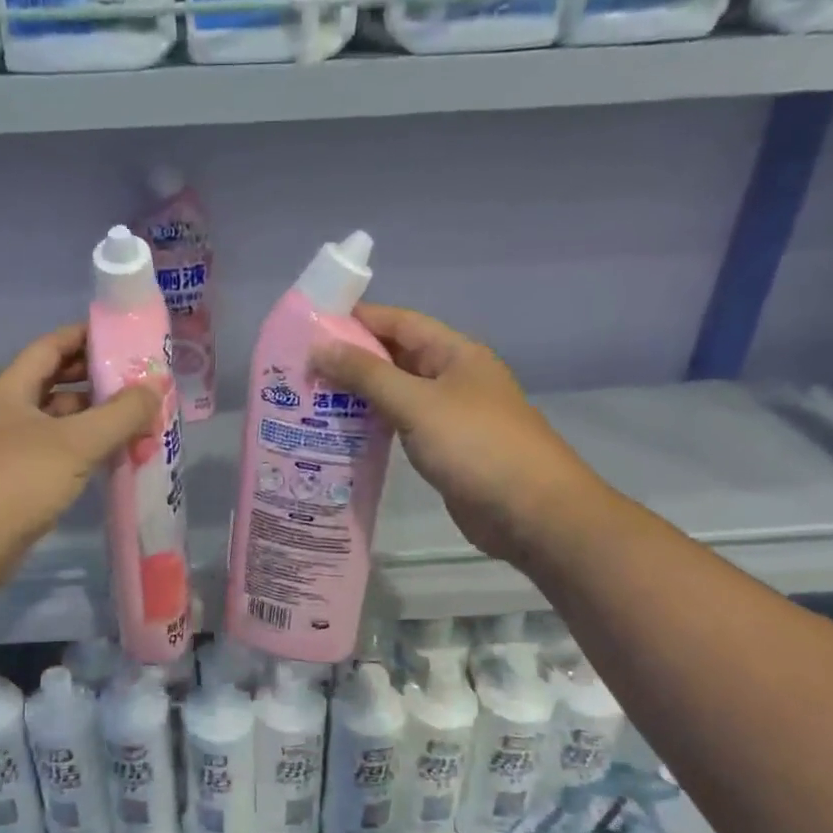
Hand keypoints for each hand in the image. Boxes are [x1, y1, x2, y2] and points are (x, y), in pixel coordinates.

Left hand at [0, 324, 158, 587]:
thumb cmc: (17, 480)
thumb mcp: (76, 443)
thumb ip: (120, 414)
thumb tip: (156, 386)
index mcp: (9, 390)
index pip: (50, 346)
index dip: (84, 336)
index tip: (123, 336)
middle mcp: (5, 413)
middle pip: (56, 384)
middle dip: (97, 382)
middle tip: (139, 383)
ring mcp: (7, 449)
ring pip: (58, 423)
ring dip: (95, 421)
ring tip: (138, 422)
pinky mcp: (14, 482)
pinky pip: (56, 454)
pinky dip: (84, 451)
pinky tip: (114, 458)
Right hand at [312, 304, 603, 564]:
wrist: (532, 513)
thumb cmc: (476, 446)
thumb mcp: (417, 403)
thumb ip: (366, 375)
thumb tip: (320, 346)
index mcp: (454, 353)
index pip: (399, 321)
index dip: (356, 319)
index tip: (310, 325)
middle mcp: (452, 377)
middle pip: (395, 356)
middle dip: (350, 358)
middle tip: (300, 366)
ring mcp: (449, 414)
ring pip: (396, 392)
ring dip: (357, 393)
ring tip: (310, 397)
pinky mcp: (444, 448)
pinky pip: (401, 424)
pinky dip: (372, 424)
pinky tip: (339, 431)